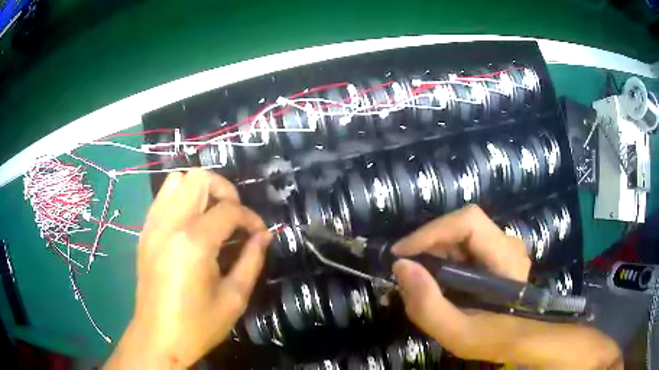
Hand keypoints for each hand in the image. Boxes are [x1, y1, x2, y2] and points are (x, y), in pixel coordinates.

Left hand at [105, 170, 271, 368]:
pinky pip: (163, 198)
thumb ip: (252, 260)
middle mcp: (169, 224)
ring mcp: (153, 225)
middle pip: (199, 178)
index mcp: (194, 243)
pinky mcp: (145, 232)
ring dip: (200, 190)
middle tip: (234, 216)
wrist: (158, 337)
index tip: (259, 233)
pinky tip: (191, 223)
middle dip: (224, 190)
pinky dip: (181, 198)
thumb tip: (264, 235)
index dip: (251, 218)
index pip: (229, 210)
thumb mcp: (234, 298)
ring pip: (177, 180)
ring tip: (212, 214)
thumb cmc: (198, 324)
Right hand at [392, 205, 621, 368]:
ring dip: (436, 251)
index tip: (401, 253)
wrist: (524, 340)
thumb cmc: (496, 339)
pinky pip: (466, 246)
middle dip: (430, 243)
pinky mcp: (498, 255)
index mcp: (505, 257)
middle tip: (406, 268)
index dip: (431, 231)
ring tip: (419, 277)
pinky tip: (437, 279)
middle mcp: (508, 243)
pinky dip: (446, 258)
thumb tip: (401, 267)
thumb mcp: (458, 332)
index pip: (467, 222)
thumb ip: (428, 304)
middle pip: (462, 225)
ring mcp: (504, 247)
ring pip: (462, 234)